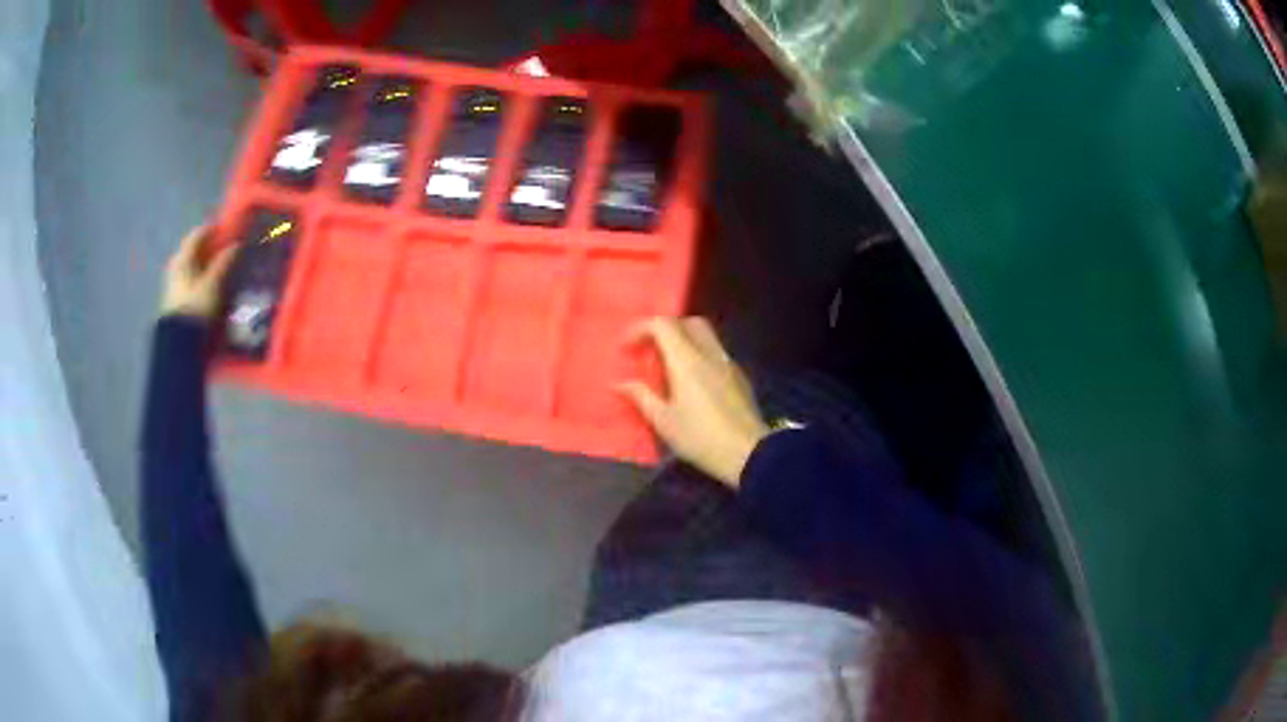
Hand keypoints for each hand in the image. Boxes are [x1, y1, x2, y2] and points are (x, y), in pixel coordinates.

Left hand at [161, 225, 235, 319]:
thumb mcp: (213, 283)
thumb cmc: (196, 306)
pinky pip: (190, 279)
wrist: (179, 341)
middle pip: (194, 249)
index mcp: (182, 257)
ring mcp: (174, 284)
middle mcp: (176, 266)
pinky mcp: (176, 299)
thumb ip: (224, 261)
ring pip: (192, 265)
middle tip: (225, 246)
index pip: (197, 234)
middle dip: (209, 247)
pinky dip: (201, 276)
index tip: (228, 227)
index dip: (213, 228)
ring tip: (220, 266)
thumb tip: (237, 244)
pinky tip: (210, 283)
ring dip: (205, 263)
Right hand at [618, 317, 770, 487]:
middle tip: (650, 350)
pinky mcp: (739, 377)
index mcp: (687, 360)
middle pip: (687, 322)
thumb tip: (621, 384)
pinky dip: (699, 355)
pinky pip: (716, 353)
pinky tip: (692, 381)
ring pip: (705, 335)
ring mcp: (728, 363)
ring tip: (668, 366)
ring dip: (684, 341)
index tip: (627, 348)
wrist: (749, 453)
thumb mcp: (664, 422)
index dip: (640, 329)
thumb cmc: (701, 438)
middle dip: (665, 329)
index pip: (662, 325)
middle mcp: (709, 353)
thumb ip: (641, 397)